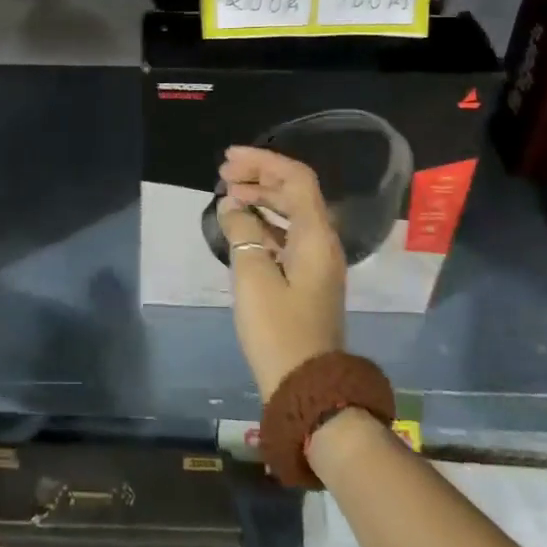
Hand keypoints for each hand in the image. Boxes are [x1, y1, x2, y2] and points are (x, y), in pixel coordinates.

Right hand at [217, 145, 346, 399]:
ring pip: (292, 213)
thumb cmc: (278, 329)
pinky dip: (265, 222)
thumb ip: (242, 232)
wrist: (308, 388)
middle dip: (260, 176)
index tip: (229, 159)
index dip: (263, 161)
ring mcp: (317, 262)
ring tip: (229, 195)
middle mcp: (322, 242)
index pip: (295, 179)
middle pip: (295, 192)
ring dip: (262, 198)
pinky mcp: (307, 280)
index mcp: (315, 236)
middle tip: (224, 173)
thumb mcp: (253, 276)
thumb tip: (232, 207)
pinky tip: (242, 226)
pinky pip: (288, 235)